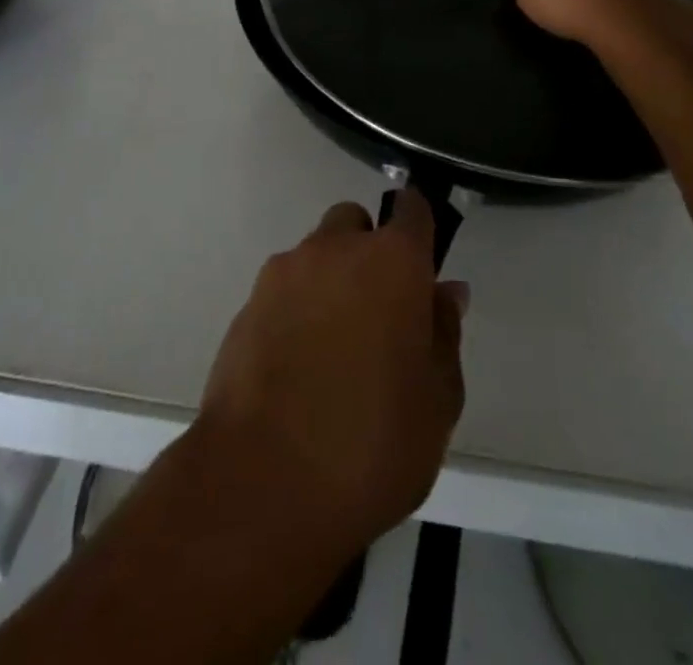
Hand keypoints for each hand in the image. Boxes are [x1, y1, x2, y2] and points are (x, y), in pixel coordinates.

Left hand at [196, 190, 467, 559]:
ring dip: (330, 282)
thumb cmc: (371, 444)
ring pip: (316, 255)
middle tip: (378, 313)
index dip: (418, 224)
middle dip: (368, 251)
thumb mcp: (437, 401)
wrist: (261, 482)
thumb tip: (446, 291)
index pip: (410, 209)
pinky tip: (297, 367)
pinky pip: (283, 290)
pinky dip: (295, 310)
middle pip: (355, 224)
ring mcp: (285, 272)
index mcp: (392, 262)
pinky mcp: (247, 303)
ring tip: (334, 351)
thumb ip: (444, 334)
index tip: (421, 259)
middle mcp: (336, 250)